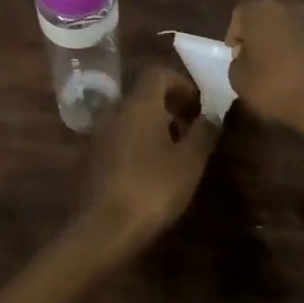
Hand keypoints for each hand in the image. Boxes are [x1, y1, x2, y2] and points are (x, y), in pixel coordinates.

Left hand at [79, 66, 218, 253]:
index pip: (158, 73)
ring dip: (153, 125)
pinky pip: (119, 136)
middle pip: (144, 94)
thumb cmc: (153, 189)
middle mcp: (115, 111)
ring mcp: (99, 134)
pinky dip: (137, 141)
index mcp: (139, 104)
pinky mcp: (91, 158)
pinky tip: (150, 170)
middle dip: (170, 105)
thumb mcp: (190, 162)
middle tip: (191, 128)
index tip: (198, 106)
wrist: (103, 229)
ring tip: (174, 151)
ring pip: (130, 116)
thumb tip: (212, 114)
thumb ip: (204, 132)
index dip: (181, 83)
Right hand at [227, 0, 303, 133]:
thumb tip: (245, 58)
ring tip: (285, 72)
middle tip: (258, 62)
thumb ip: (237, 64)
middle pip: (270, 17)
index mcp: (263, 12)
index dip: (235, 34)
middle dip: (263, 36)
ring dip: (288, 45)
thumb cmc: (278, 88)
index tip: (236, 56)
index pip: (241, 12)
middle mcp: (293, 9)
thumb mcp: (241, 82)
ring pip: (296, 29)